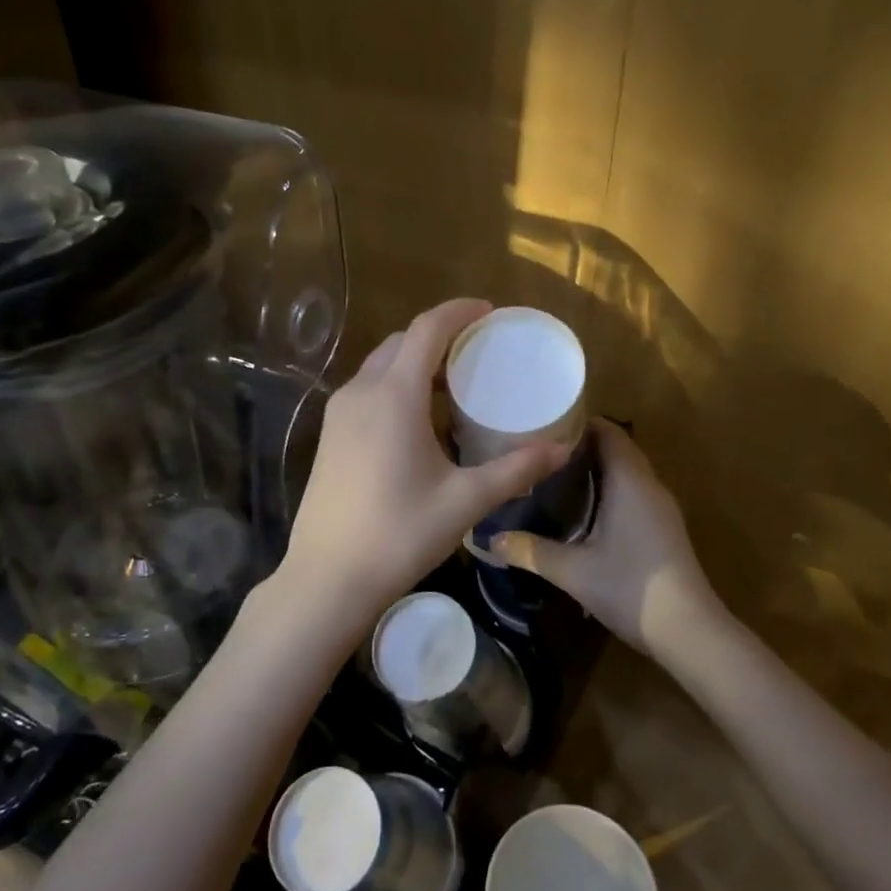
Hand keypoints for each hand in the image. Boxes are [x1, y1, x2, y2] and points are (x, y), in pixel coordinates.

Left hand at [275, 299, 569, 638]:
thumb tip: (562, 449)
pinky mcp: (331, 434)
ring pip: (382, 365)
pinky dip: (398, 384)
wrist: (328, 578)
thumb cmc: (399, 534)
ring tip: (455, 381)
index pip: (426, 330)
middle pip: (402, 342)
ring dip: (416, 360)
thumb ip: (516, 469)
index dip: (459, 312)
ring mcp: (339, 413)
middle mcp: (361, 392)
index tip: (489, 311)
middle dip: (440, 335)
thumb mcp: (465, 500)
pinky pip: (369, 389)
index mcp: (393, 396)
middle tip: (479, 349)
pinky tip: (422, 417)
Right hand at [490, 420, 718, 657]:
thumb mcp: (573, 571)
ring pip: (626, 471)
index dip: (577, 423)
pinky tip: (581, 510)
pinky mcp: (663, 527)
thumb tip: (491, 539)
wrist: (689, 631)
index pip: (607, 432)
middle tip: (538, 453)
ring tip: (552, 476)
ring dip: (595, 469)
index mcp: (629, 481)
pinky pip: (633, 492)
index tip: (542, 426)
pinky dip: (608, 489)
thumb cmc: (631, 589)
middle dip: (580, 446)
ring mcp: (660, 507)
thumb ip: (531, 551)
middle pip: (616, 448)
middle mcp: (648, 485)